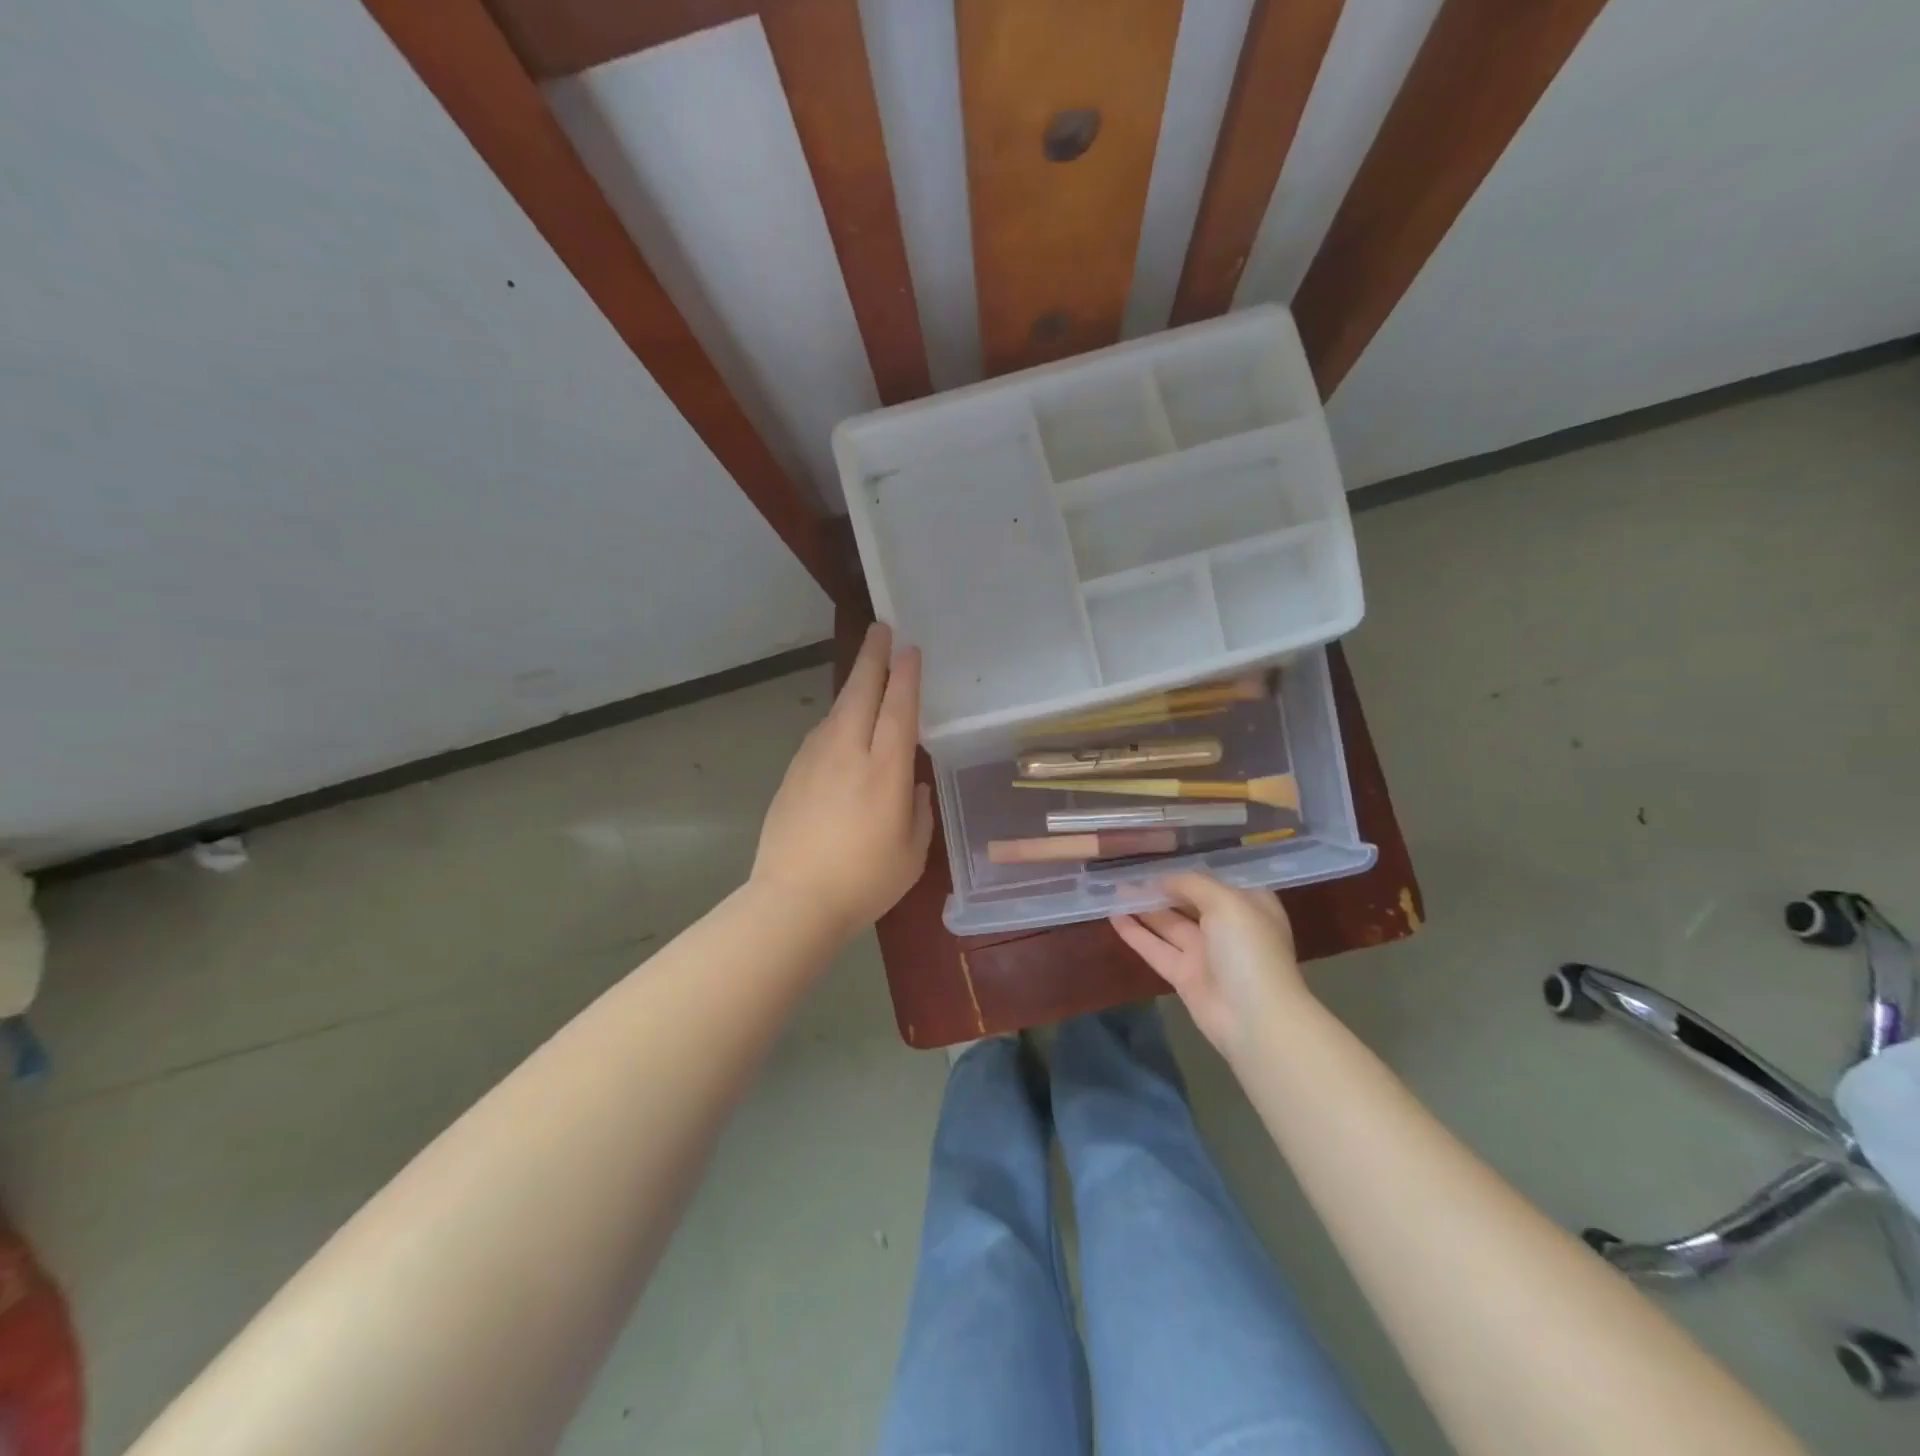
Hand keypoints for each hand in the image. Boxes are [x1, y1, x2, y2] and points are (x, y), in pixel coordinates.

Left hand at [751, 624, 933, 941]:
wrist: (792, 901)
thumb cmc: (864, 881)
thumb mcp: (911, 852)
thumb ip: (916, 810)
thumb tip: (911, 783)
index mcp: (884, 769)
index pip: (899, 708)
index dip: (906, 675)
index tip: (910, 648)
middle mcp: (847, 752)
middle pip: (861, 692)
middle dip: (873, 657)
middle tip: (881, 629)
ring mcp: (814, 760)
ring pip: (837, 709)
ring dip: (854, 685)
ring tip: (866, 673)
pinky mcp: (792, 774)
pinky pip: (820, 733)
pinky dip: (836, 718)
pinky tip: (841, 725)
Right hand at [1111, 873, 1307, 1060]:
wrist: (1255, 1019)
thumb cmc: (1249, 949)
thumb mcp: (1226, 902)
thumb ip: (1193, 884)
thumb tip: (1164, 879)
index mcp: (1248, 905)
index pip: (1214, 880)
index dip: (1186, 869)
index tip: (1155, 855)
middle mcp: (1227, 926)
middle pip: (1187, 901)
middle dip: (1160, 888)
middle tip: (1126, 871)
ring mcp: (1205, 953)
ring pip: (1168, 924)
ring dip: (1142, 907)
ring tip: (1113, 889)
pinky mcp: (1184, 976)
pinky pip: (1155, 948)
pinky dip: (1135, 933)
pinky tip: (1112, 916)